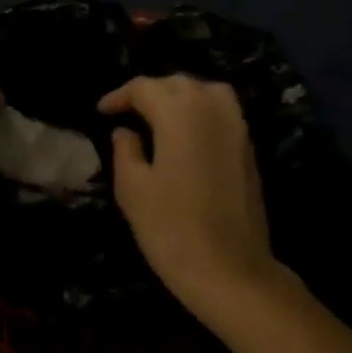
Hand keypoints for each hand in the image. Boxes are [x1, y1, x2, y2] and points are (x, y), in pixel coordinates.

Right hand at [99, 76, 281, 322]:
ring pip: (207, 91)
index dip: (120, 96)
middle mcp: (213, 110)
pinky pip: (223, 111)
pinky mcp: (249, 149)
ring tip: (158, 116)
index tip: (102, 112)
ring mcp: (237, 128)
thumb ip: (125, 150)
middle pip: (179, 83)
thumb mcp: (132, 188)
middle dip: (150, 91)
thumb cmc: (170, 228)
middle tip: (126, 112)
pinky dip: (201, 110)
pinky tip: (185, 134)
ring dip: (180, 96)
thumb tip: (125, 131)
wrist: (229, 268)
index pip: (145, 88)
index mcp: (180, 114)